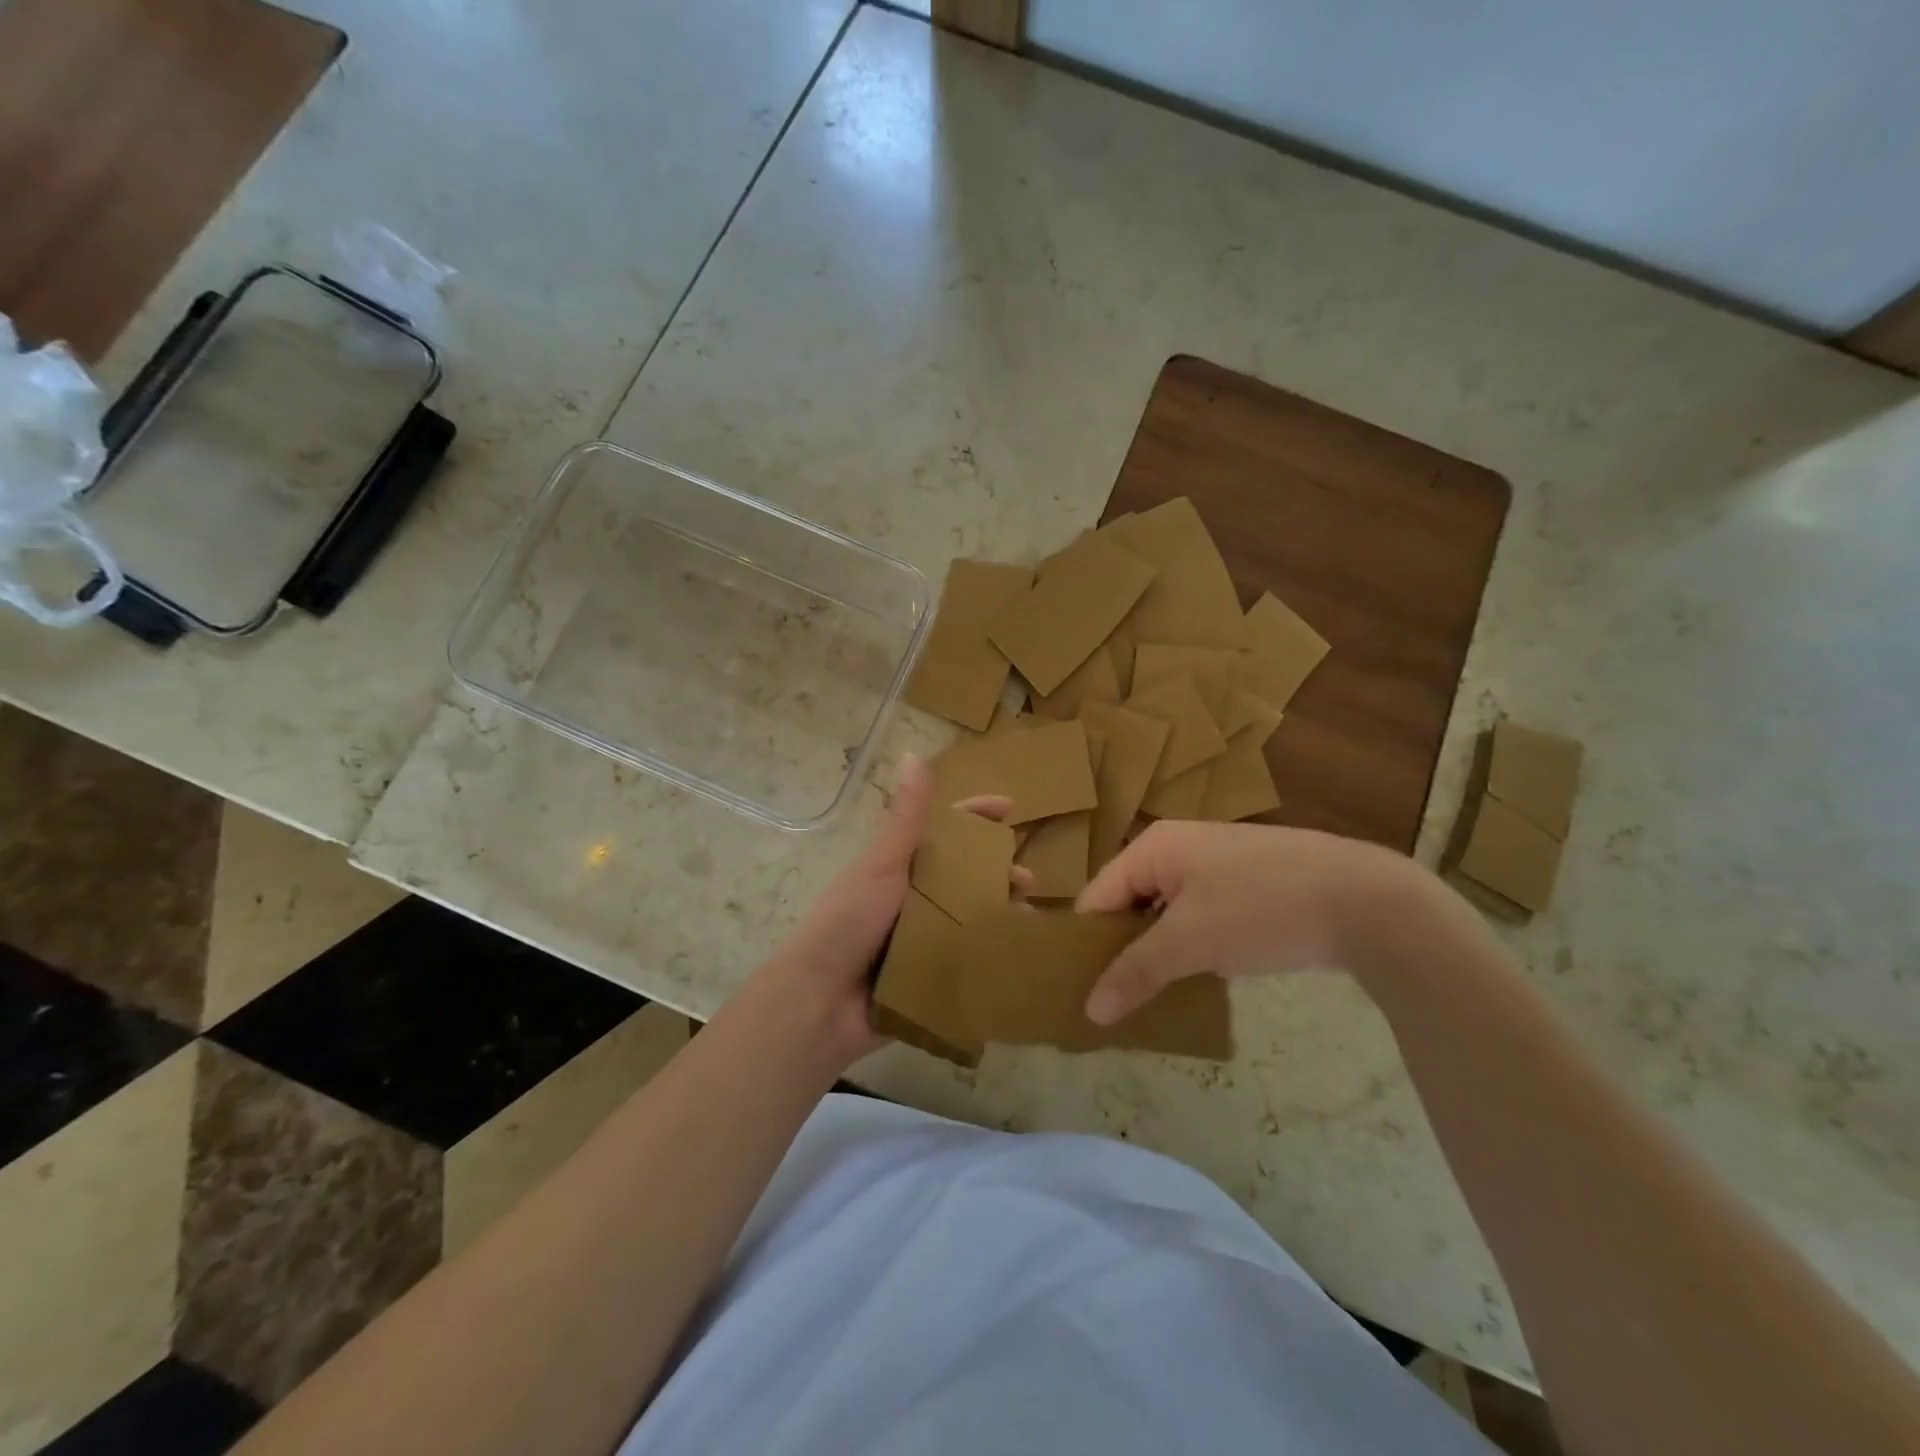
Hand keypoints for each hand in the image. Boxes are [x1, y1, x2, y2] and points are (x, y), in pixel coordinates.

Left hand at [752, 755, 1020, 1069]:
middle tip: (1029, 881)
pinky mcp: (927, 976)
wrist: (819, 1002)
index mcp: (900, 866)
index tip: (1011, 809)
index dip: (976, 815)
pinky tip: (1018, 955)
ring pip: (970, 916)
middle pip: (965, 875)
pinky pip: (965, 959)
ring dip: (1000, 913)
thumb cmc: (847, 922)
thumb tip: (914, 754)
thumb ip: (905, 818)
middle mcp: (913, 898)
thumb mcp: (880, 865)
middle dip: (998, 872)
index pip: (944, 830)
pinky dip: (990, 953)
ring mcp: (921, 938)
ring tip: (1029, 920)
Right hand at [1073, 820, 1432, 1025]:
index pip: (1097, 897)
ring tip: (1148, 999)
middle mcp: (1177, 847)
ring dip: (1158, 952)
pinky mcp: (1247, 884)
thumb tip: (1090, 1012)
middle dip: (1122, 951)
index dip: (1086, 944)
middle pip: (1129, 903)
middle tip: (1114, 1002)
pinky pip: (1199, 915)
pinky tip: (1195, 981)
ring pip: (1166, 912)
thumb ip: (1135, 973)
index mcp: (1153, 847)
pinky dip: (1191, 946)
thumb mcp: (1190, 943)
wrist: (1365, 899)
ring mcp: (1215, 863)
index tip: (1078, 991)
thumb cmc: (1261, 909)